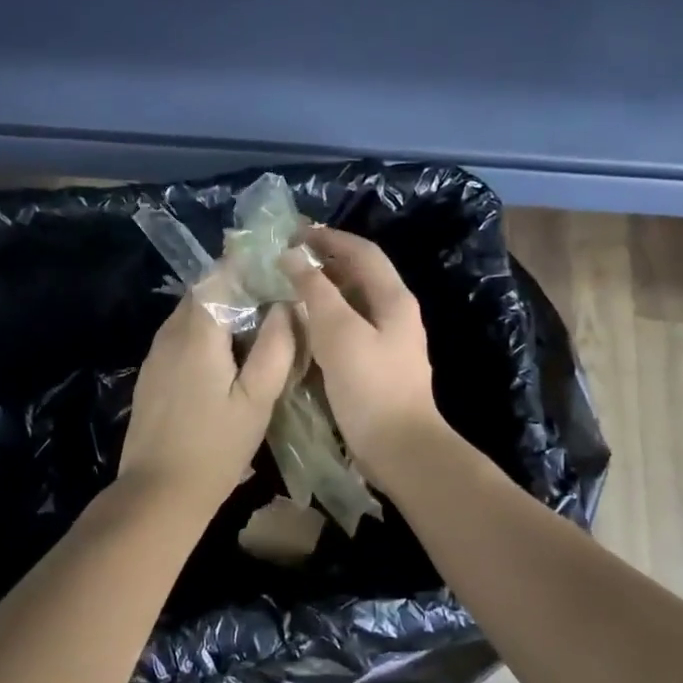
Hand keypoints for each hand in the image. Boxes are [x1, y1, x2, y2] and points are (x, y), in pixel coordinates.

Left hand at [118, 288, 297, 511]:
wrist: (159, 492)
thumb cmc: (215, 447)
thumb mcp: (257, 400)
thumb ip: (275, 348)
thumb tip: (286, 306)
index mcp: (197, 333)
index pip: (219, 277)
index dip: (248, 268)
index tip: (277, 269)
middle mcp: (170, 334)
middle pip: (203, 294)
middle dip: (236, 289)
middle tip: (274, 300)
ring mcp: (156, 355)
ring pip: (189, 316)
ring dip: (219, 312)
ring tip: (256, 327)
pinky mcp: (151, 376)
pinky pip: (179, 338)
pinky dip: (204, 334)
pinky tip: (226, 358)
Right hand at [284, 227, 446, 484]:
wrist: (399, 448)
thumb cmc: (370, 386)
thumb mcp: (339, 332)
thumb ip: (316, 291)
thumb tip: (293, 256)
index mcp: (393, 299)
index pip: (362, 252)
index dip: (329, 238)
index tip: (293, 234)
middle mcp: (394, 314)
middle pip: (358, 275)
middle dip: (323, 263)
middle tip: (284, 260)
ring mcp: (386, 342)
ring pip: (351, 304)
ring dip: (321, 291)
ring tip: (286, 289)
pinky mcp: (374, 366)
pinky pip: (347, 330)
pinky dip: (324, 320)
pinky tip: (301, 328)